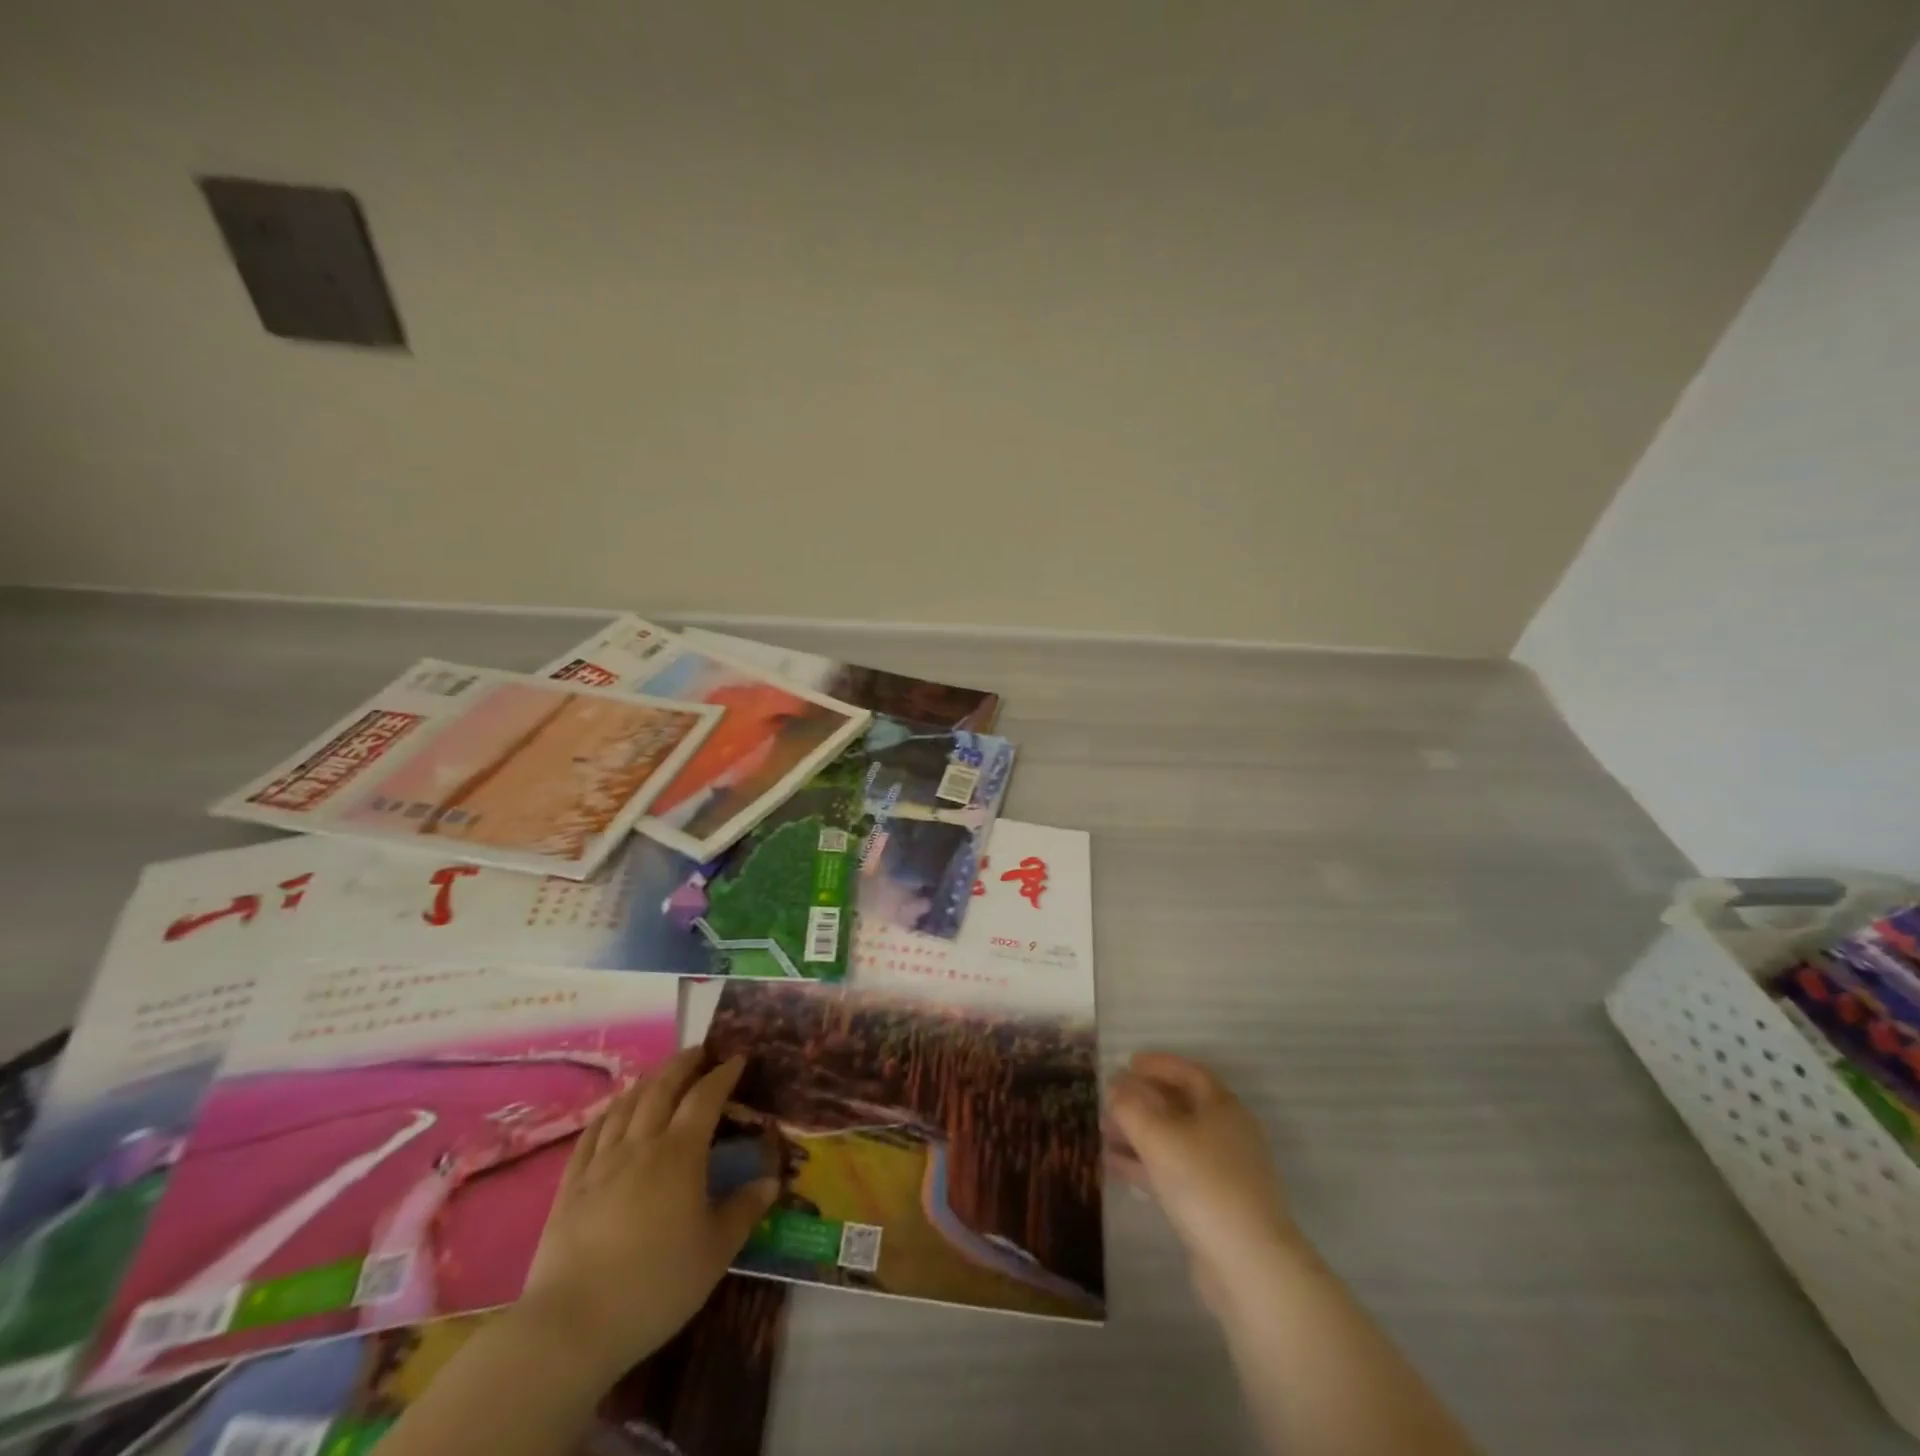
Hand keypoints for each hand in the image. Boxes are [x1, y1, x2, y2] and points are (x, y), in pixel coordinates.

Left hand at [519, 1047, 777, 1382]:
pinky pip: (591, 1134)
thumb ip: (743, 1211)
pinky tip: (613, 1111)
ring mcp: (601, 1164)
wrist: (571, 1326)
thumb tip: (771, 1181)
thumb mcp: (714, 1253)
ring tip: (661, 1074)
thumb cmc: (655, 1285)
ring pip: (626, 1105)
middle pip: (662, 1089)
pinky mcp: (570, 1187)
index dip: (722, 1074)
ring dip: (647, 1081)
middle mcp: (641, 1145)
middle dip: (683, 1064)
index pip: (705, 1098)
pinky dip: (608, 1112)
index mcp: (680, 1154)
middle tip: (700, 1051)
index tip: (737, 1059)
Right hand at [1105, 1051, 1302, 1310]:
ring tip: (1103, 1132)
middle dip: (1142, 1101)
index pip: (1188, 1072)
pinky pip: (1174, 1171)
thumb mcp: (1158, 1136)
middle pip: (1180, 1106)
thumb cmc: (1203, 1183)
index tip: (1127, 1063)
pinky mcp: (1214, 1206)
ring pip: (1174, 1141)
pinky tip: (1115, 1166)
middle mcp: (1227, 1134)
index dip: (1157, 1064)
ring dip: (1139, 1133)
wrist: (1249, 1266)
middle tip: (1109, 1100)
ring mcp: (1223, 1172)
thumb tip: (1116, 1085)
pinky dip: (1146, 1164)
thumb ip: (1131, 1105)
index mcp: (1223, 1107)